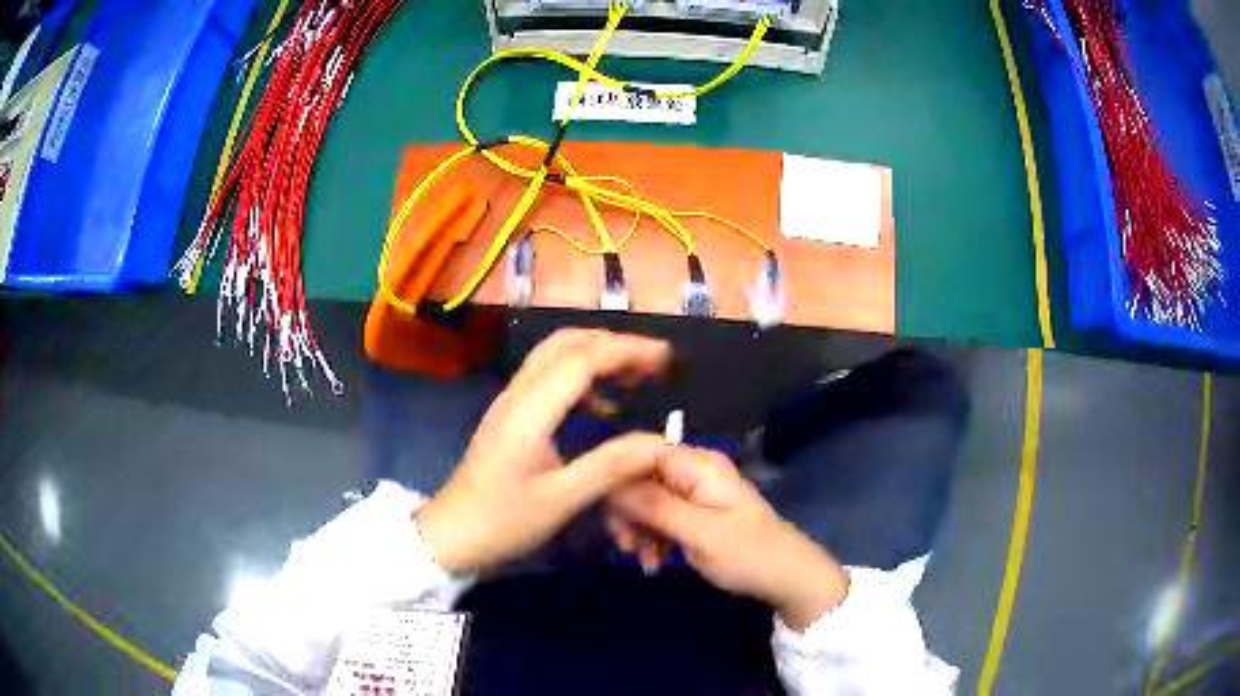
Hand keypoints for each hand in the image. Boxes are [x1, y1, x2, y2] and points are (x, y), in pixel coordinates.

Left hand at [416, 329, 673, 573]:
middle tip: (654, 362)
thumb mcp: (562, 500)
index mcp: (529, 411)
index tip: (666, 357)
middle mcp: (517, 395)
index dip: (627, 351)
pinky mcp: (510, 414)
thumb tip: (662, 442)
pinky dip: (581, 376)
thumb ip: (612, 466)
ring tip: (635, 377)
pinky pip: (548, 377)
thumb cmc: (504, 521)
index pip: (582, 360)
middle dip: (613, 344)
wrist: (452, 534)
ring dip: (596, 355)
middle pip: (566, 343)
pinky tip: (602, 406)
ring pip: (555, 355)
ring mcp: (510, 402)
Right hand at [610, 448, 849, 630]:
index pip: (641, 453)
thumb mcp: (700, 534)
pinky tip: (653, 559)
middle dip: (627, 511)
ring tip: (644, 560)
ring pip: (644, 499)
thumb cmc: (748, 553)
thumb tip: (611, 483)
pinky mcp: (693, 511)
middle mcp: (693, 470)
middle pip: (639, 477)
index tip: (603, 510)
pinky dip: (651, 536)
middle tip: (626, 546)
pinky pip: (658, 515)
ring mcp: (693, 491)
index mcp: (698, 465)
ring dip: (638, 529)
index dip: (616, 476)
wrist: (786, 576)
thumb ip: (656, 507)